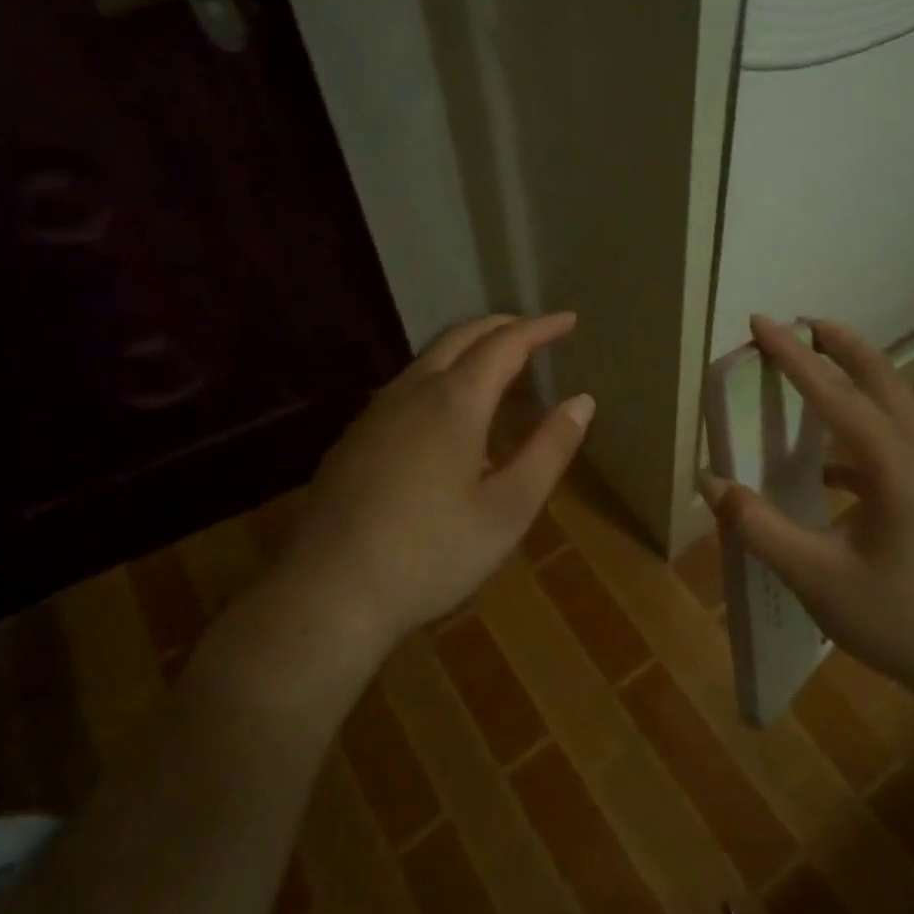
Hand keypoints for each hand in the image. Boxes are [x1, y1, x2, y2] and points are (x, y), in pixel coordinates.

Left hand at [260, 313, 594, 655]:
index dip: (540, 328)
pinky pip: (406, 387)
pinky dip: (440, 376)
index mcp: (455, 403)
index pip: (505, 344)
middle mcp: (412, 393)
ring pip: (427, 359)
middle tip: (534, 331)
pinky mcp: (354, 439)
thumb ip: (549, 450)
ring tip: (496, 365)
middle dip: (501, 326)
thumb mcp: (509, 509)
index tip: (568, 320)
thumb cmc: (433, 553)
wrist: (330, 592)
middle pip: (460, 337)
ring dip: (467, 349)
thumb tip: (583, 401)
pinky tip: (445, 413)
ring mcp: (375, 414)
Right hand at [698, 316, 913, 724]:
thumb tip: (711, 485)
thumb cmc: (902, 621)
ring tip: (815, 371)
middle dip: (841, 345)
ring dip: (856, 379)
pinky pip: (896, 442)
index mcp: (893, 464)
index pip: (833, 394)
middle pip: (881, 379)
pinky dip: (860, 431)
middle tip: (803, 323)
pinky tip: (827, 466)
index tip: (761, 322)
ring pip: (894, 405)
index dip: (792, 357)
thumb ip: (759, 528)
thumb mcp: (818, 579)